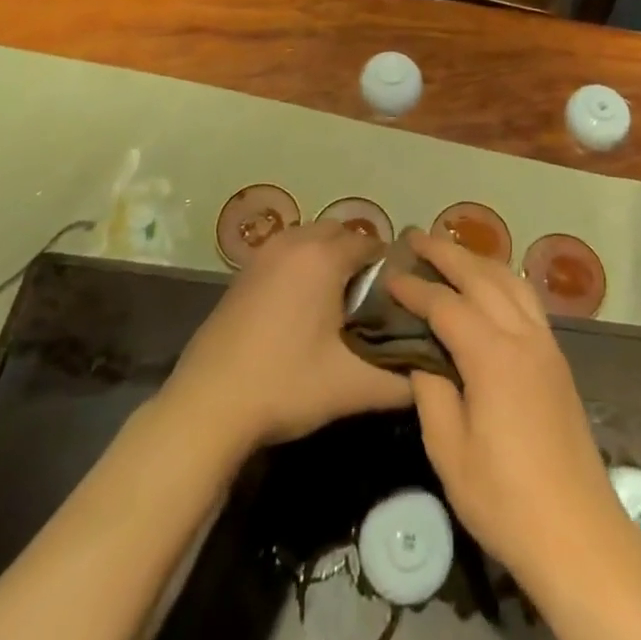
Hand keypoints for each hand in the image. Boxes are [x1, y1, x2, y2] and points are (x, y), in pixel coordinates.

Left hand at [163, 222, 410, 454]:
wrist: (207, 405)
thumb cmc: (285, 384)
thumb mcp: (351, 387)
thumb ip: (401, 381)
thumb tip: (433, 377)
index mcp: (324, 256)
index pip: (372, 245)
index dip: (390, 270)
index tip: (398, 302)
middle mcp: (294, 241)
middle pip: (341, 234)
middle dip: (360, 260)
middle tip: (371, 304)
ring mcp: (264, 253)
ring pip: (311, 240)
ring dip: (329, 261)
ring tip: (339, 307)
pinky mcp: (243, 271)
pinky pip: (287, 253)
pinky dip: (302, 267)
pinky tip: (302, 310)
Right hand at [389, 233, 626, 577]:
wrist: (577, 532)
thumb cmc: (505, 499)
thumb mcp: (449, 451)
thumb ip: (431, 392)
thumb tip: (420, 355)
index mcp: (492, 355)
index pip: (446, 304)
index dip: (415, 288)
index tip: (389, 275)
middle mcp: (522, 335)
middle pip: (482, 276)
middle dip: (447, 252)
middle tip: (416, 238)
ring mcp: (545, 344)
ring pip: (510, 280)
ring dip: (478, 260)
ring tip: (450, 253)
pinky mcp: (557, 358)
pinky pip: (527, 299)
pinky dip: (502, 279)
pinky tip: (489, 287)